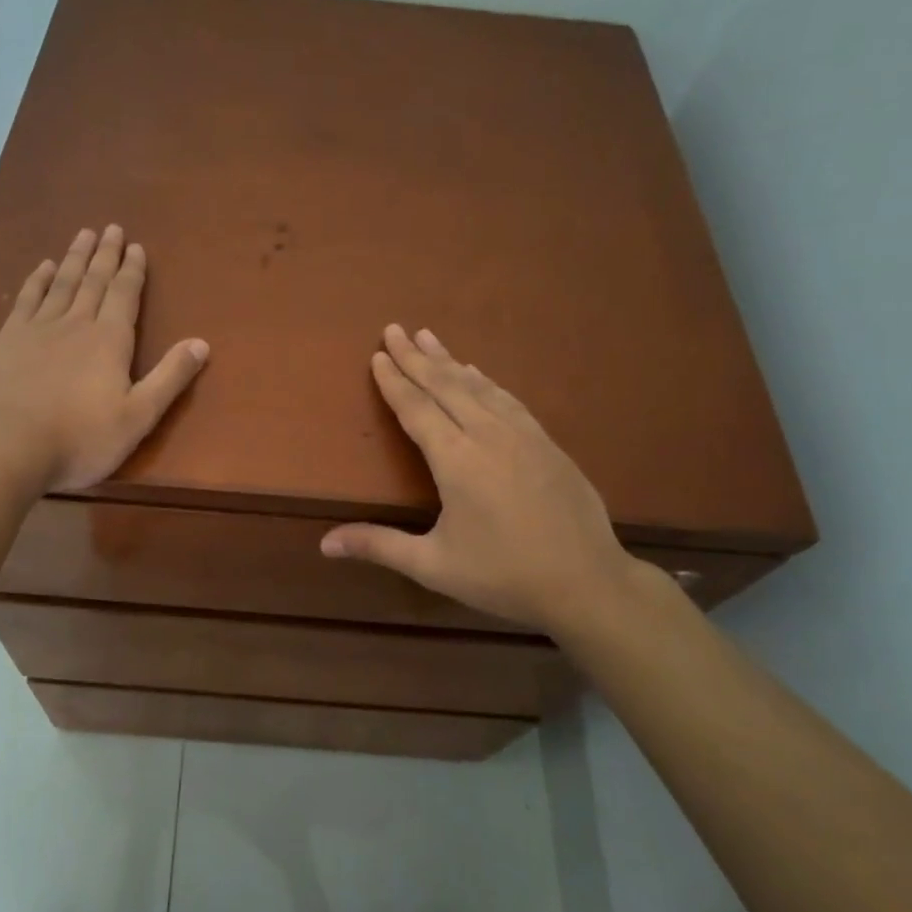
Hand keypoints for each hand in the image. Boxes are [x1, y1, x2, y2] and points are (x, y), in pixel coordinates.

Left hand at [0, 225, 208, 492]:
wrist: (8, 447)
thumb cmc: (81, 438)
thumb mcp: (138, 416)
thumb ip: (170, 378)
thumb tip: (202, 343)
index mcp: (110, 341)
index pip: (125, 295)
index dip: (132, 270)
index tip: (136, 247)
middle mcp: (75, 324)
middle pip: (94, 281)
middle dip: (105, 255)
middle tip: (111, 228)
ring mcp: (37, 329)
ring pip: (61, 283)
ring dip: (74, 258)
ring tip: (83, 234)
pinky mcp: (7, 340)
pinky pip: (27, 299)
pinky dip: (37, 280)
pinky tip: (43, 267)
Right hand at [320, 325, 643, 637]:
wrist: (587, 582)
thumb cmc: (503, 576)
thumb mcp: (434, 565)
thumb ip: (379, 546)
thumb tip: (324, 544)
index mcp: (456, 460)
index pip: (417, 409)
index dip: (394, 382)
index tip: (377, 355)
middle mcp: (488, 435)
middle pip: (445, 386)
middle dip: (416, 357)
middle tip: (394, 328)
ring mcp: (522, 435)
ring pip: (478, 386)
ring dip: (449, 360)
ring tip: (429, 337)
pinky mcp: (547, 442)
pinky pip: (508, 399)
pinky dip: (486, 381)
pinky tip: (478, 373)